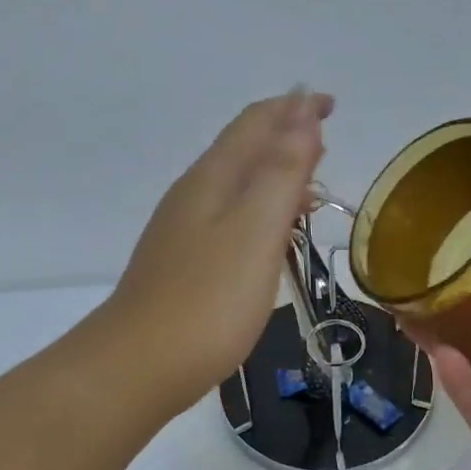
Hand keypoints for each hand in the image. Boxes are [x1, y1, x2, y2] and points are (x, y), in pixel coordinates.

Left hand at [108, 89, 334, 414]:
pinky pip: (231, 220)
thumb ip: (281, 173)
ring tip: (311, 189)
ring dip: (274, 176)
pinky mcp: (185, 265)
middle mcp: (194, 195)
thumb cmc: (208, 299)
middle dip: (285, 137)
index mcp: (213, 178)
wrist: (140, 365)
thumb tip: (303, 116)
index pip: (256, 123)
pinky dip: (261, 213)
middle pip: (243, 149)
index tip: (330, 104)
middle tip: (324, 141)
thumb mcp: (255, 230)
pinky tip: (274, 239)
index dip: (294, 108)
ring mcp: (184, 231)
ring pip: (237, 186)